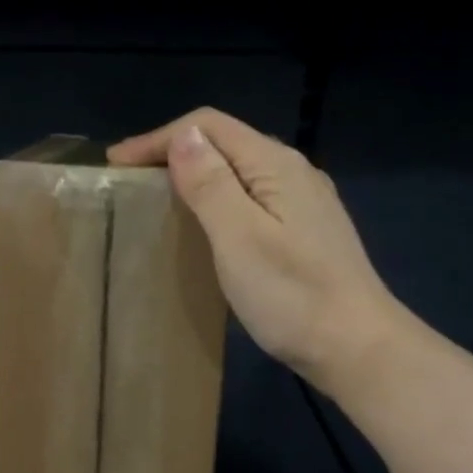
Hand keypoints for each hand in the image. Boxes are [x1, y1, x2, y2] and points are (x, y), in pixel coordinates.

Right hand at [108, 108, 413, 406]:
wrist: (356, 347)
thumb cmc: (292, 296)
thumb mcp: (239, 237)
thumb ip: (211, 183)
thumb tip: (183, 135)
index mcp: (275, 165)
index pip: (209, 125)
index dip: (158, 138)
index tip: (116, 165)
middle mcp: (293, 172)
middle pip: (225, 143)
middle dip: (173, 152)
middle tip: (130, 181)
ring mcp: (303, 202)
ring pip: (238, 171)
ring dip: (194, 175)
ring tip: (158, 200)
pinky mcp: (304, 230)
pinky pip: (251, 197)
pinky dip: (217, 200)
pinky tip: (204, 225)